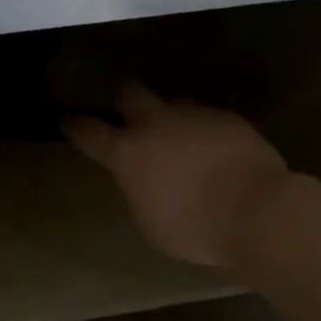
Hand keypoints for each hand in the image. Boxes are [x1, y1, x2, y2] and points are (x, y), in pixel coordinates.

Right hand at [65, 83, 295, 268]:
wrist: (254, 209)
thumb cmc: (192, 227)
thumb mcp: (150, 222)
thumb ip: (140, 193)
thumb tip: (145, 182)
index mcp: (127, 153)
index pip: (89, 132)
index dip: (75, 126)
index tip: (66, 120)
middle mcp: (155, 124)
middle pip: (130, 93)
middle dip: (123, 97)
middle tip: (125, 106)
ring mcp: (193, 116)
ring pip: (175, 102)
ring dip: (172, 116)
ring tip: (182, 136)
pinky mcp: (228, 118)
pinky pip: (209, 118)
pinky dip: (207, 131)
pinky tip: (217, 151)